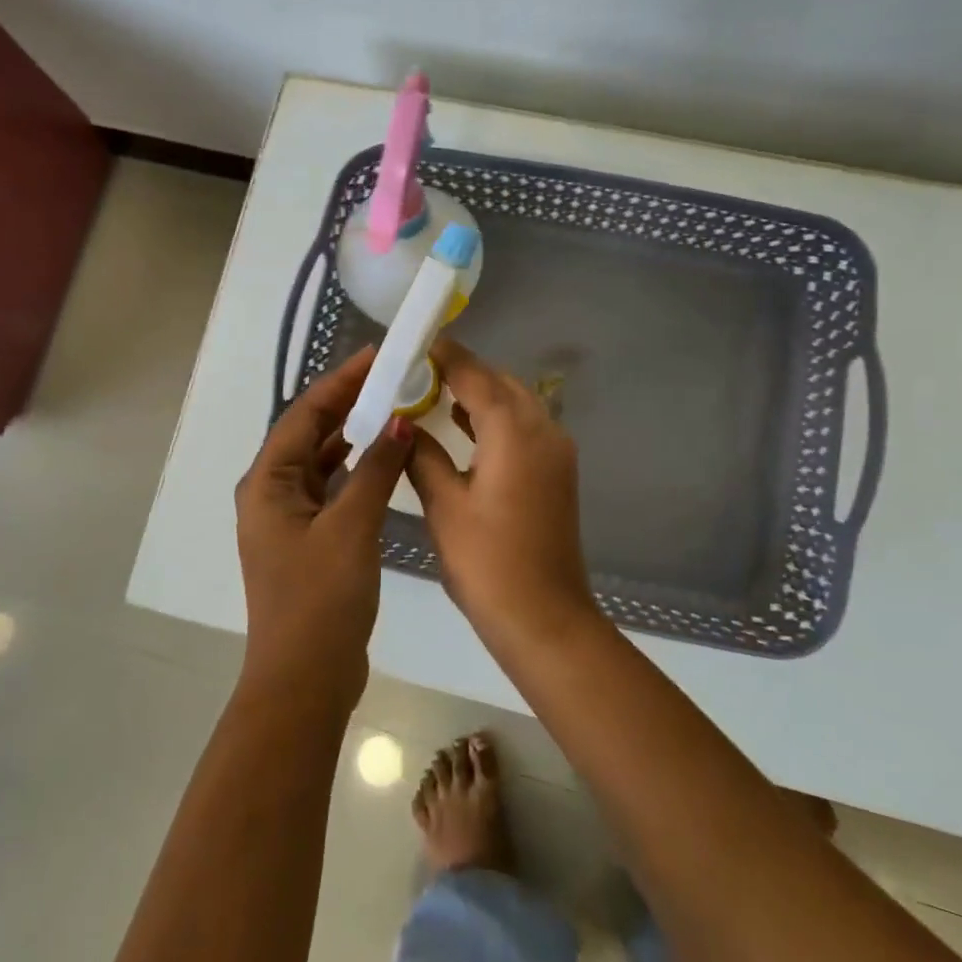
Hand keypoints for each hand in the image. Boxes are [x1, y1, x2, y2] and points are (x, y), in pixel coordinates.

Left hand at [234, 348, 412, 709]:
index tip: (377, 355)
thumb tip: (398, 420)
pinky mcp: (308, 539)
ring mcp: (288, 518)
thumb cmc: (320, 599)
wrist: (305, 681)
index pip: (304, 413)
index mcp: (267, 482)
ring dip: (353, 435)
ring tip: (392, 408)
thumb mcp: (351, 527)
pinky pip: (331, 487)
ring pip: (322, 460)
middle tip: (392, 377)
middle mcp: (270, 492)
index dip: (340, 381)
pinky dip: (355, 468)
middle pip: (310, 433)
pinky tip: (383, 458)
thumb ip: (375, 469)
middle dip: (348, 404)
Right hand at [405, 338, 600, 654]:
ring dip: (480, 394)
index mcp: (514, 432)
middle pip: (500, 382)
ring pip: (515, 403)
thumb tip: (403, 422)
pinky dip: (495, 418)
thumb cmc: (487, 562)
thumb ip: (422, 454)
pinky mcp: (557, 472)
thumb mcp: (444, 505)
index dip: (445, 355)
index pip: (476, 375)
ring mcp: (556, 451)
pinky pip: (524, 426)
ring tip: (435, 394)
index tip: (415, 343)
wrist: (544, 619)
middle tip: (419, 372)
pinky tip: (465, 428)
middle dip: (463, 372)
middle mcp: (543, 430)